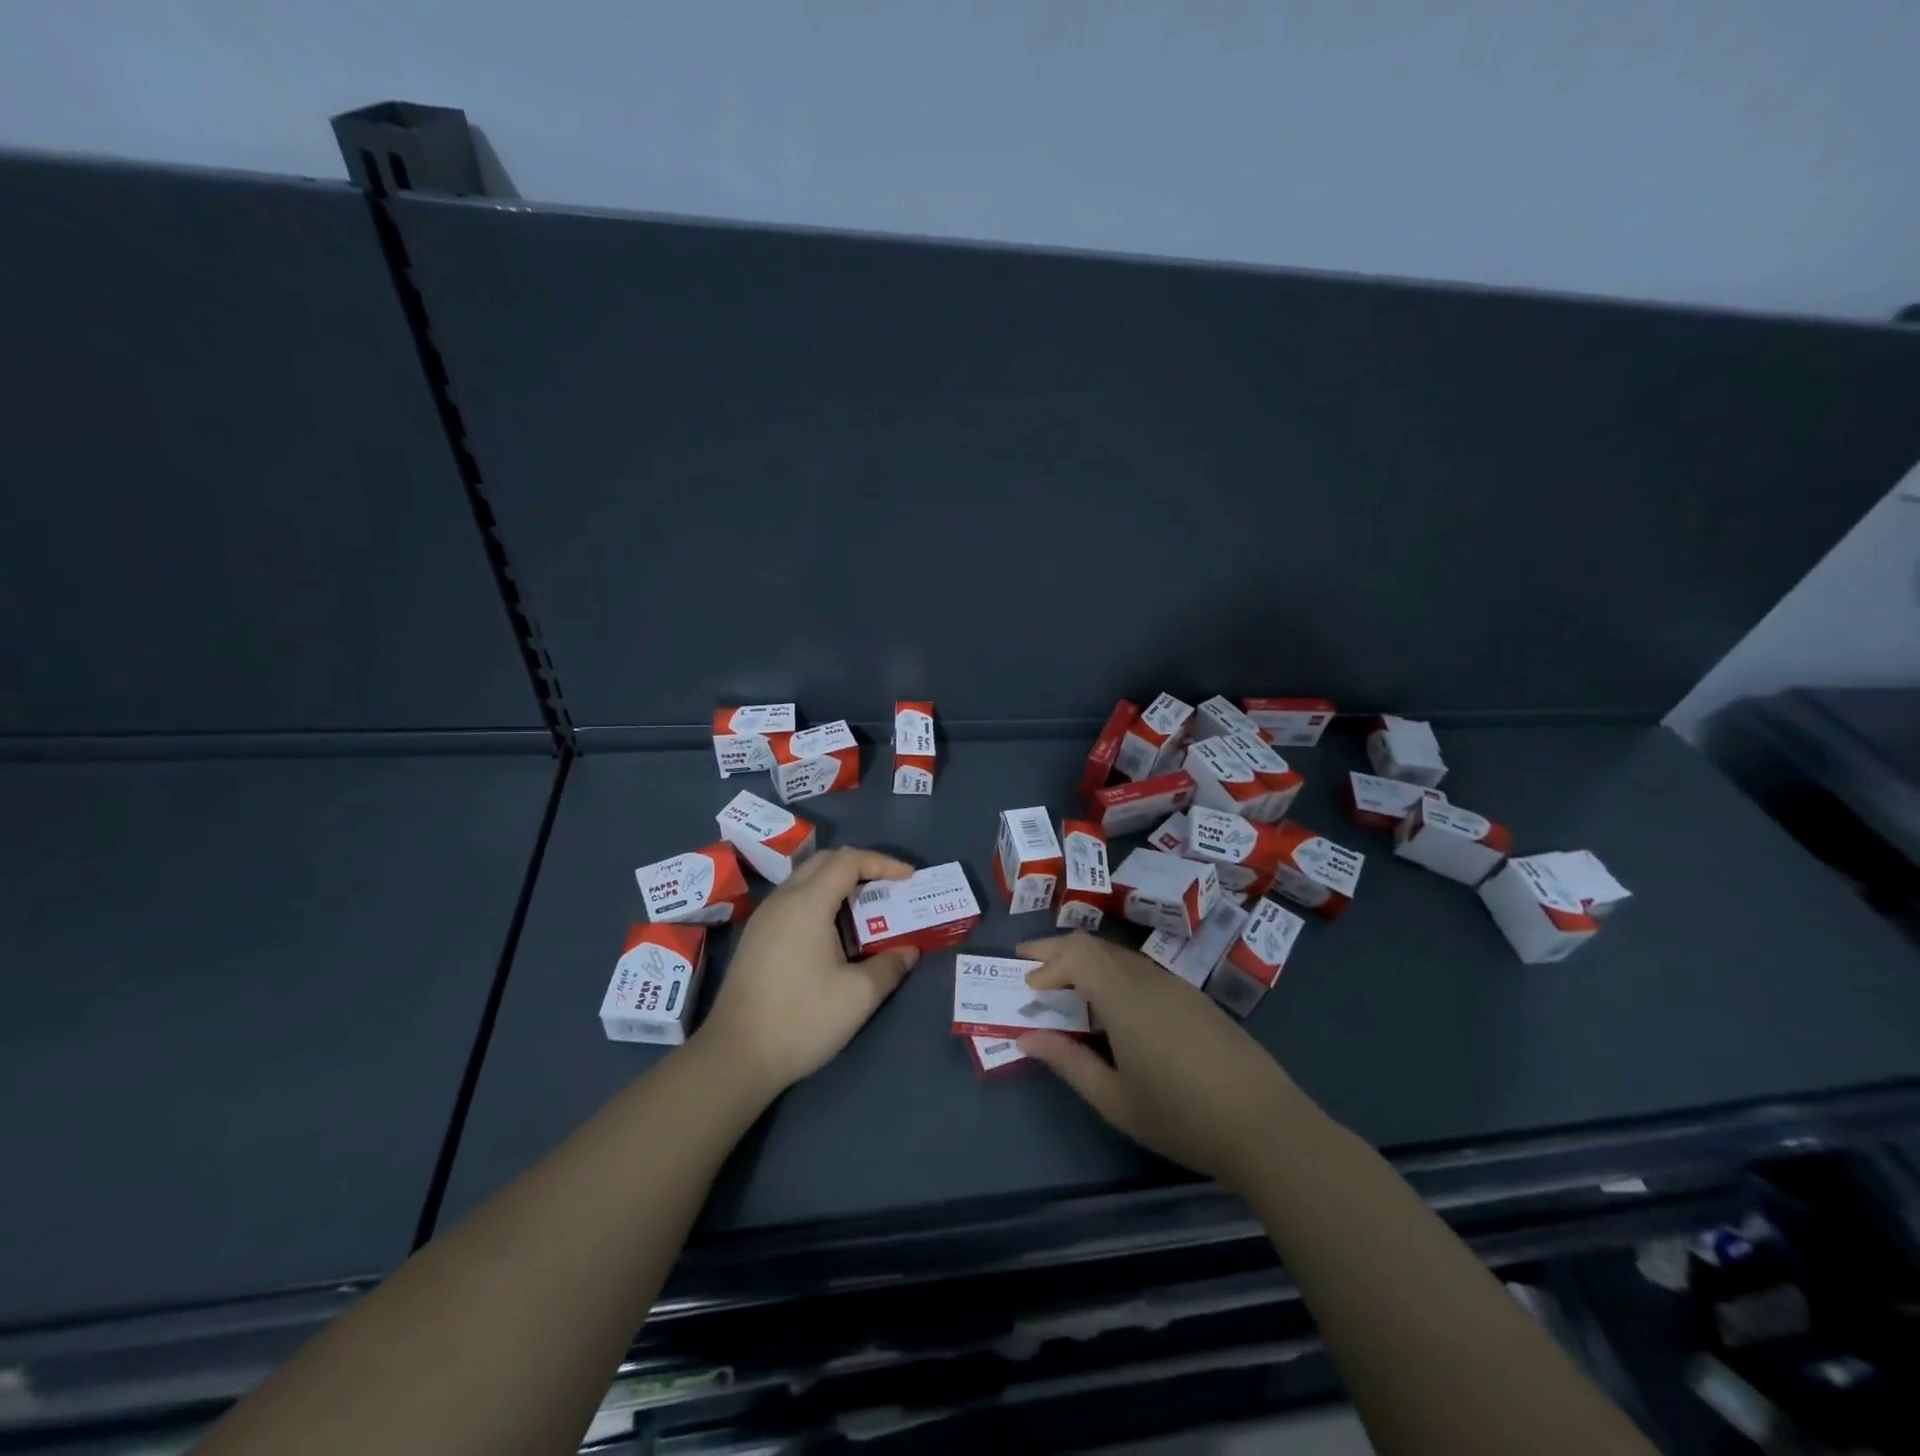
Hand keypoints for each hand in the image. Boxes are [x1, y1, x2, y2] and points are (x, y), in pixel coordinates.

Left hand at [699, 847, 919, 1096]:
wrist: (735, 1058)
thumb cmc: (801, 1020)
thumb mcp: (858, 996)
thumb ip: (890, 966)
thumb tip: (908, 950)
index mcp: (807, 903)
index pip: (848, 860)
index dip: (882, 862)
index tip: (909, 878)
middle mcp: (782, 899)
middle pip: (825, 861)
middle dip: (861, 866)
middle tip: (889, 888)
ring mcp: (764, 918)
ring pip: (806, 879)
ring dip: (839, 884)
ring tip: (867, 910)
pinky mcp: (756, 937)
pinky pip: (793, 900)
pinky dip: (820, 901)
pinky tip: (834, 934)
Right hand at [1016, 931, 1302, 1188]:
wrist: (1267, 1126)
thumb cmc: (1182, 1117)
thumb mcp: (1115, 1100)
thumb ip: (1068, 1062)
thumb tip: (1028, 1037)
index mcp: (1125, 998)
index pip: (1077, 954)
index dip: (1047, 962)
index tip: (1028, 989)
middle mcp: (1148, 979)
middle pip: (1095, 945)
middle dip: (1058, 950)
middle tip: (1029, 962)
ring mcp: (1176, 986)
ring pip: (1119, 955)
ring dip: (1086, 961)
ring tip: (1065, 986)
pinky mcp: (1195, 999)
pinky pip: (1142, 970)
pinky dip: (1112, 974)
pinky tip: (1112, 1006)